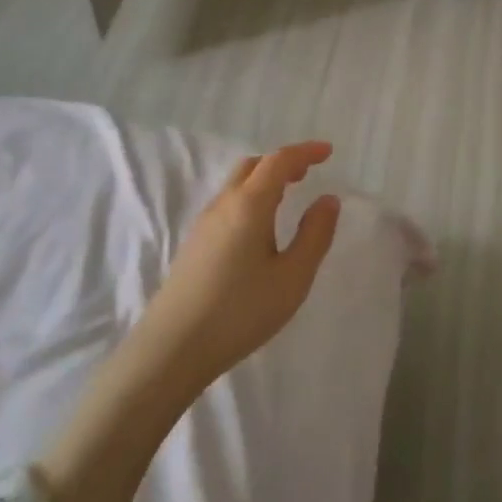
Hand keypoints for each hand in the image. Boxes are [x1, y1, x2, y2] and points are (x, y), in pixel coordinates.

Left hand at [134, 142, 341, 392]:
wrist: (172, 349)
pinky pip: (228, 205)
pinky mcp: (195, 245)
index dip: (305, 152)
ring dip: (265, 180)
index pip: (278, 161)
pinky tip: (260, 229)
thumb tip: (328, 200)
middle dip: (282, 163)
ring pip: (237, 185)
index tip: (328, 152)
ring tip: (288, 197)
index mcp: (249, 204)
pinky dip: (251, 199)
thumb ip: (315, 235)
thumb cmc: (240, 311)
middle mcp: (224, 205)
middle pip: (253, 166)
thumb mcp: (292, 277)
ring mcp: (204, 225)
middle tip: (308, 173)